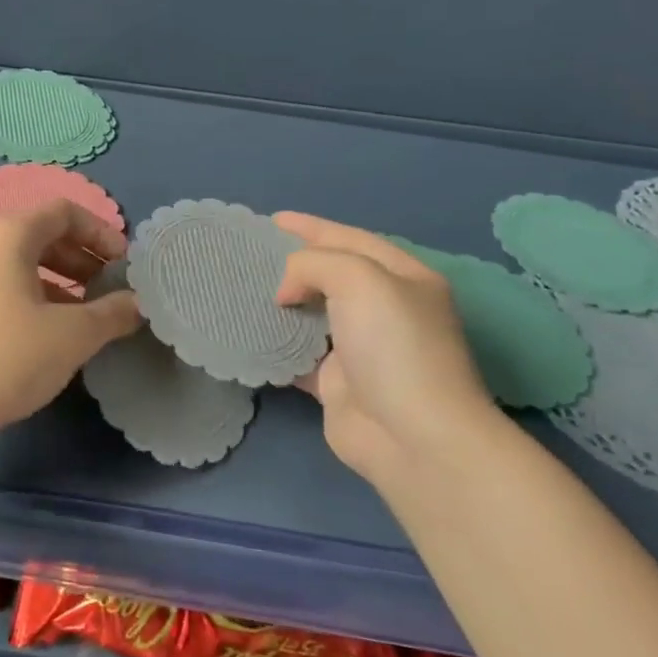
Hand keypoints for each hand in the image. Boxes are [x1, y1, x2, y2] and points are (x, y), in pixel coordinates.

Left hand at [0, 200, 141, 447]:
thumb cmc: (7, 357)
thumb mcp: (72, 335)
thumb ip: (112, 313)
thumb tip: (137, 303)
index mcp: (8, 234)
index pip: (64, 212)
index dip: (101, 232)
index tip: (125, 265)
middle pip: (42, 234)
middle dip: (83, 258)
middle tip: (111, 290)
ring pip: (22, 262)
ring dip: (61, 280)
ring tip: (88, 315)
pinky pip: (2, 284)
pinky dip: (34, 296)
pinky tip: (50, 332)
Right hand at [273, 212, 498, 480]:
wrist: (413, 436)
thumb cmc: (394, 346)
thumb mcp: (360, 279)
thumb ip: (314, 264)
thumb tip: (286, 293)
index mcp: (403, 279)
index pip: (351, 239)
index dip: (312, 227)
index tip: (272, 220)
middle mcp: (385, 310)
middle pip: (332, 276)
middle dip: (294, 263)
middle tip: (253, 255)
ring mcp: (361, 349)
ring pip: (313, 315)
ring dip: (282, 304)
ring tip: (244, 289)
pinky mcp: (338, 384)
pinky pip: (299, 355)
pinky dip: (276, 345)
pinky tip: (249, 335)